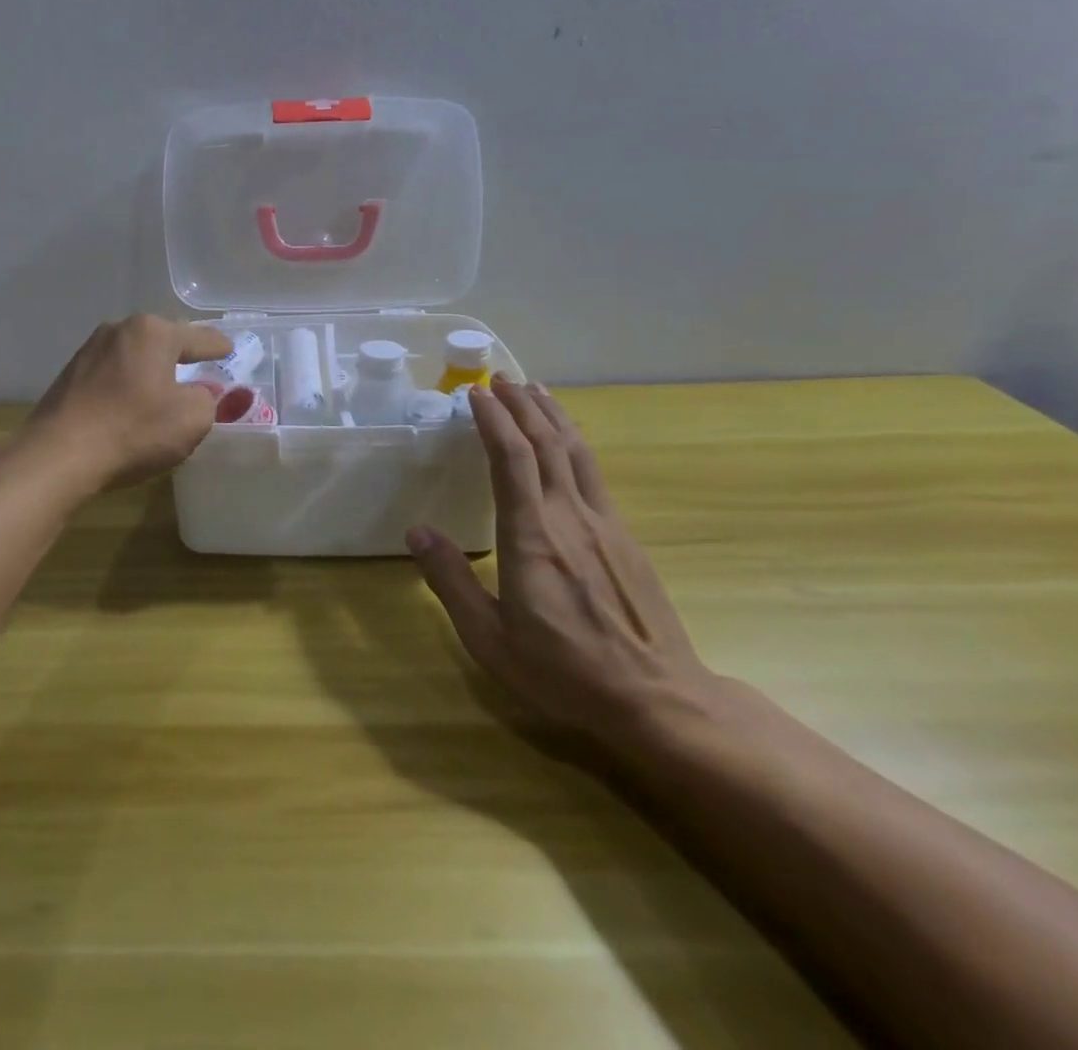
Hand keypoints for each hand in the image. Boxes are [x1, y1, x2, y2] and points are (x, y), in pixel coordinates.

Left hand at [27, 315, 230, 491]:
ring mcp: (89, 351)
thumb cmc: (134, 430)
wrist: (58, 455)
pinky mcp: (69, 375)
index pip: (198, 337)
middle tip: (200, 369)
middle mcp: (119, 330)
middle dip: (181, 355)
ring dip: (151, 371)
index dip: (218, 346)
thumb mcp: (192, 418)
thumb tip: (198, 393)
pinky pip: (112, 375)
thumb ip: (208, 399)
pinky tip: (130, 406)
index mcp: (153, 332)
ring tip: (164, 390)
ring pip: (134, 357)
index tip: (229, 350)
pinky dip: (127, 385)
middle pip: (162, 341)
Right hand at [407, 377, 716, 748]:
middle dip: (521, 405)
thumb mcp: (490, 637)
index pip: (511, 458)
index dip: (494, 419)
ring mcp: (603, 523)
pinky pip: (593, 473)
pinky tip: (567, 442)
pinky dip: (574, 442)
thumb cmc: (564, 670)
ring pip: (575, 451)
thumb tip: (418, 531)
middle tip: (498, 378)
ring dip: (552, 415)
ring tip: (533, 390)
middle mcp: (569, 516)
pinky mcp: (625, 537)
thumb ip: (451, 580)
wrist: (659, 699)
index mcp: (532, 536)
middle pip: (546, 442)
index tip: (475, 393)